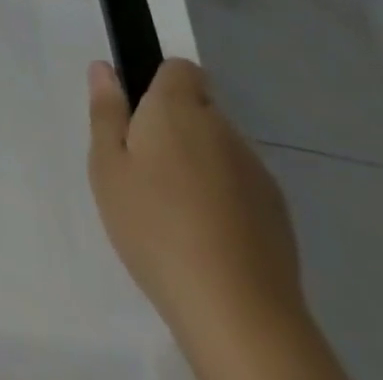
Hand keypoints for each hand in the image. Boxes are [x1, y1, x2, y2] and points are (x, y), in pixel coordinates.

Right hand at [87, 59, 305, 351]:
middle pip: (199, 109)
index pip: (180, 68)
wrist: (239, 315)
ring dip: (201, 163)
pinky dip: (225, 198)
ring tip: (176, 210)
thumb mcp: (108, 167)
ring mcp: (256, 172)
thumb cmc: (156, 228)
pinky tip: (208, 237)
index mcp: (178, 108)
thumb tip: (104, 68)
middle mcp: (222, 128)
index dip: (160, 83)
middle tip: (146, 169)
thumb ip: (106, 112)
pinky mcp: (278, 215)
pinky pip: (242, 186)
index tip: (140, 116)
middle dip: (176, 128)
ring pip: (221, 149)